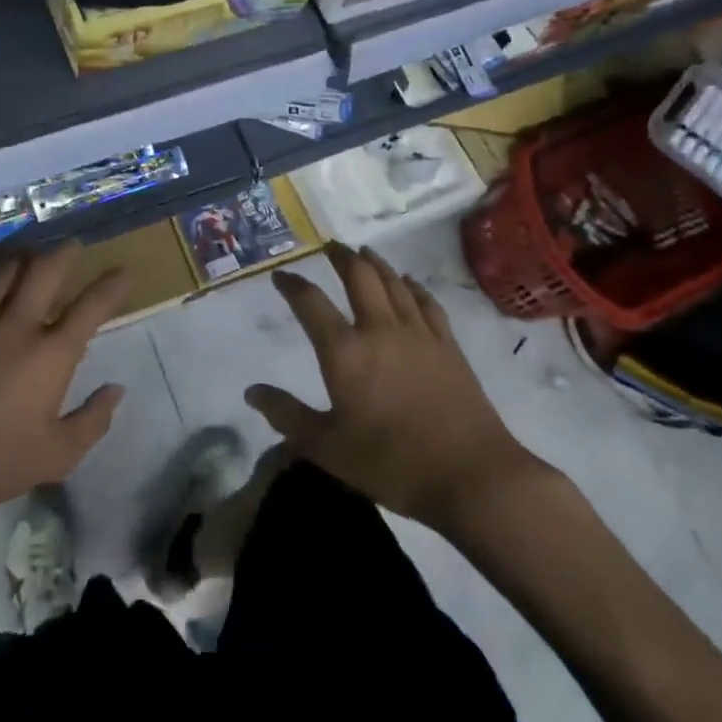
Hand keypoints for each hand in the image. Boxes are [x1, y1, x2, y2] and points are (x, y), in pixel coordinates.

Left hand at [0, 244, 130, 531]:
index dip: (113, 285)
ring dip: (21, 257)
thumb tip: (116, 390)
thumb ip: (93, 420)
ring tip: (28, 255)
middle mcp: (17, 325)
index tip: (124, 271)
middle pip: (46, 269)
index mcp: (52, 354)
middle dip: (64, 252)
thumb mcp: (57, 456)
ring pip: (3, 269)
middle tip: (71, 247)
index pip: (93, 306)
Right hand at [247, 243, 551, 530]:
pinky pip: (427, 302)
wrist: (471, 475)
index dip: (292, 285)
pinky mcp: (448, 346)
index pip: (311, 304)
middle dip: (341, 257)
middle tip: (330, 245)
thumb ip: (287, 416)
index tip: (280, 275)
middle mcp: (380, 330)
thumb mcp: (327, 448)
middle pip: (359, 277)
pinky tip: (409, 281)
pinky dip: (413, 286)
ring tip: (364, 252)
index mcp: (345, 352)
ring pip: (394, 283)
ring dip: (375, 263)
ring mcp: (419, 334)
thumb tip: (251, 391)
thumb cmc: (391, 463)